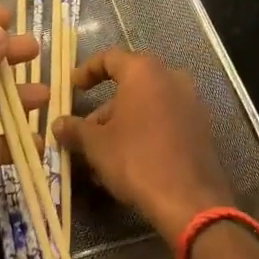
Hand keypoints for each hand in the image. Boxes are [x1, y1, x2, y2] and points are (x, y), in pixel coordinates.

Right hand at [52, 48, 233, 242]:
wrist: (190, 201)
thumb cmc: (137, 159)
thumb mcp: (97, 144)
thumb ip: (75, 129)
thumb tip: (58, 124)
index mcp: (144, 71)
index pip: (110, 58)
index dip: (87, 70)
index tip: (73, 87)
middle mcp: (171, 78)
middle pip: (130, 83)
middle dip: (105, 107)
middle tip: (86, 130)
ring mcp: (190, 103)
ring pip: (147, 105)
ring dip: (123, 123)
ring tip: (102, 154)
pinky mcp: (201, 128)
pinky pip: (165, 121)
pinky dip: (145, 132)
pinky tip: (128, 161)